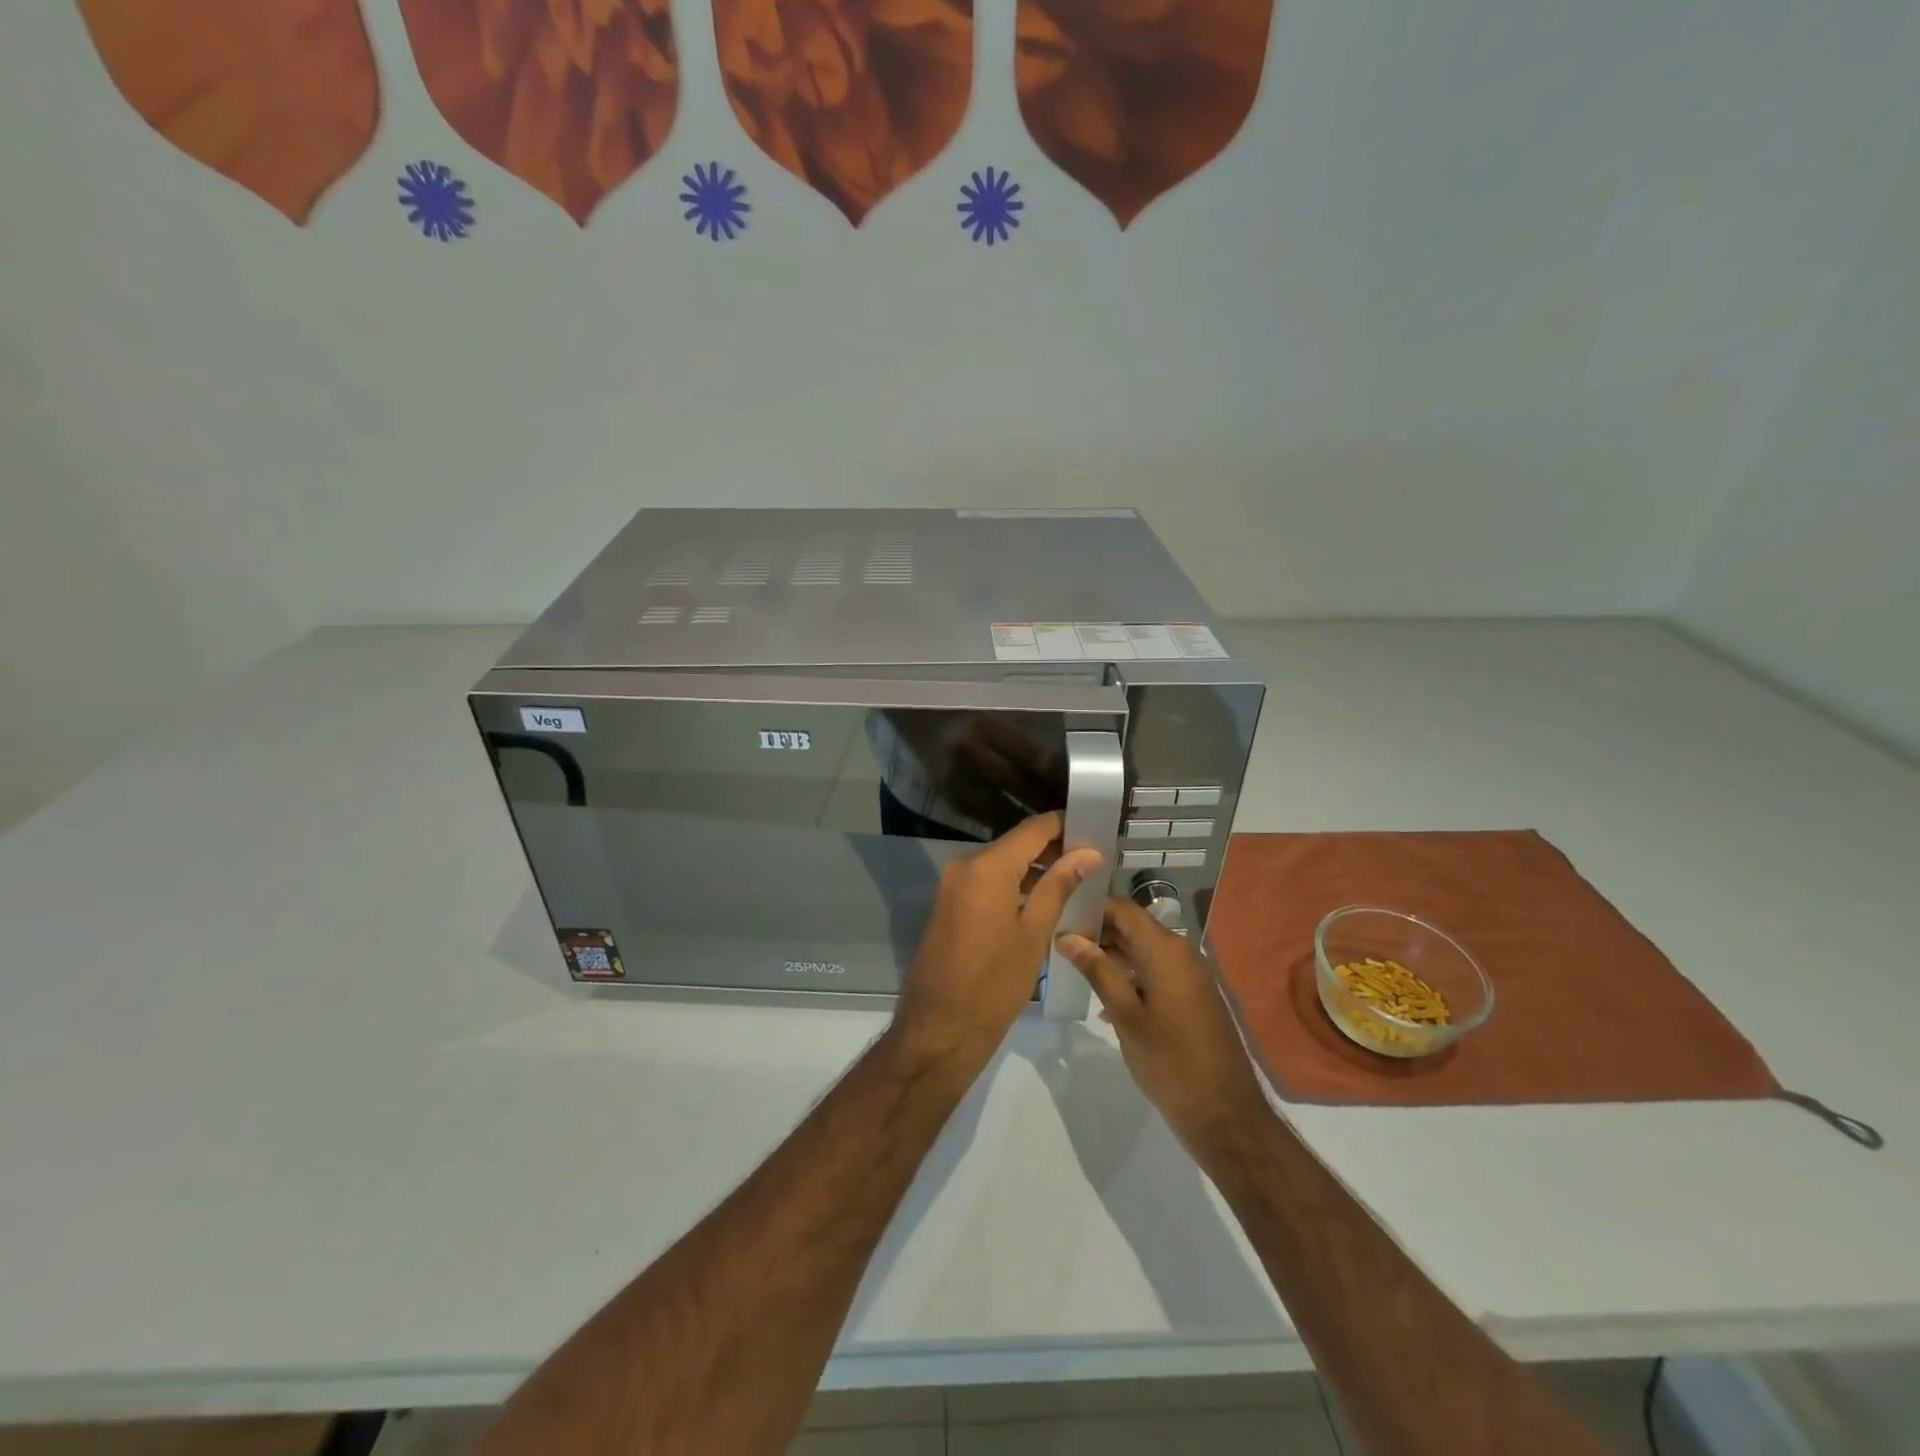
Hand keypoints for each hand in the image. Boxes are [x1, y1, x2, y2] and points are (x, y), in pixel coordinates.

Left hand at [892, 812, 1102, 1066]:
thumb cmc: (993, 984)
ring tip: (1077, 881)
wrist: (938, 1031)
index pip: (1033, 829)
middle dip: (1054, 850)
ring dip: (1035, 870)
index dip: (1065, 825)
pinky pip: (987, 884)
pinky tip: (1044, 901)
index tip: (1096, 829)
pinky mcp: (949, 907)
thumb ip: (1059, 886)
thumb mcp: (1034, 934)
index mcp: (986, 867)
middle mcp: (964, 867)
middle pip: (1017, 845)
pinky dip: (1015, 886)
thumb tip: (1087, 853)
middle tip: (1094, 861)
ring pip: (1002, 865)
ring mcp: (953, 886)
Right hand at [1056, 899, 1269, 1154]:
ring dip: (1112, 956)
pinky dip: (1131, 976)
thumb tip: (1068, 937)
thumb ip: (1098, 971)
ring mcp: (1191, 975)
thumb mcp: (1126, 1015)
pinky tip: (1106, 1002)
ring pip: (1144, 950)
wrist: (1225, 1115)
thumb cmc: (1170, 1061)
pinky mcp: (1194, 996)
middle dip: (1098, 933)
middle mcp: (1182, 953)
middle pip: (1133, 927)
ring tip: (1076, 971)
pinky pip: (1157, 971)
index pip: (1123, 909)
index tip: (1059, 920)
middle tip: (1061, 947)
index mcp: (1166, 950)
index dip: (1091, 908)